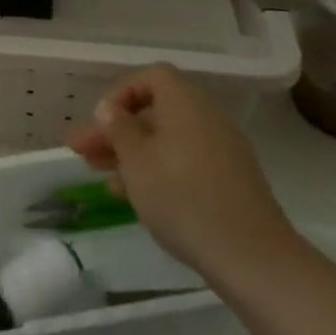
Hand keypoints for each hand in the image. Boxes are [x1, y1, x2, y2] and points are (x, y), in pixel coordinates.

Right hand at [69, 65, 303, 290]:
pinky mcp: (230, 181)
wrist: (252, 257)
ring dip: (133, 153)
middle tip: (84, 152)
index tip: (100, 120)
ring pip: (167, 140)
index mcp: (186, 102)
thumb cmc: (182, 197)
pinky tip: (134, 196)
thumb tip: (110, 108)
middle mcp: (207, 117)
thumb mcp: (136, 160)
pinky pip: (185, 162)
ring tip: (101, 176)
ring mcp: (223, 150)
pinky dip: (158, 170)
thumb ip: (118, 128)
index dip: (121, 93)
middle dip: (117, 131)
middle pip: (156, 112)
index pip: (151, 77)